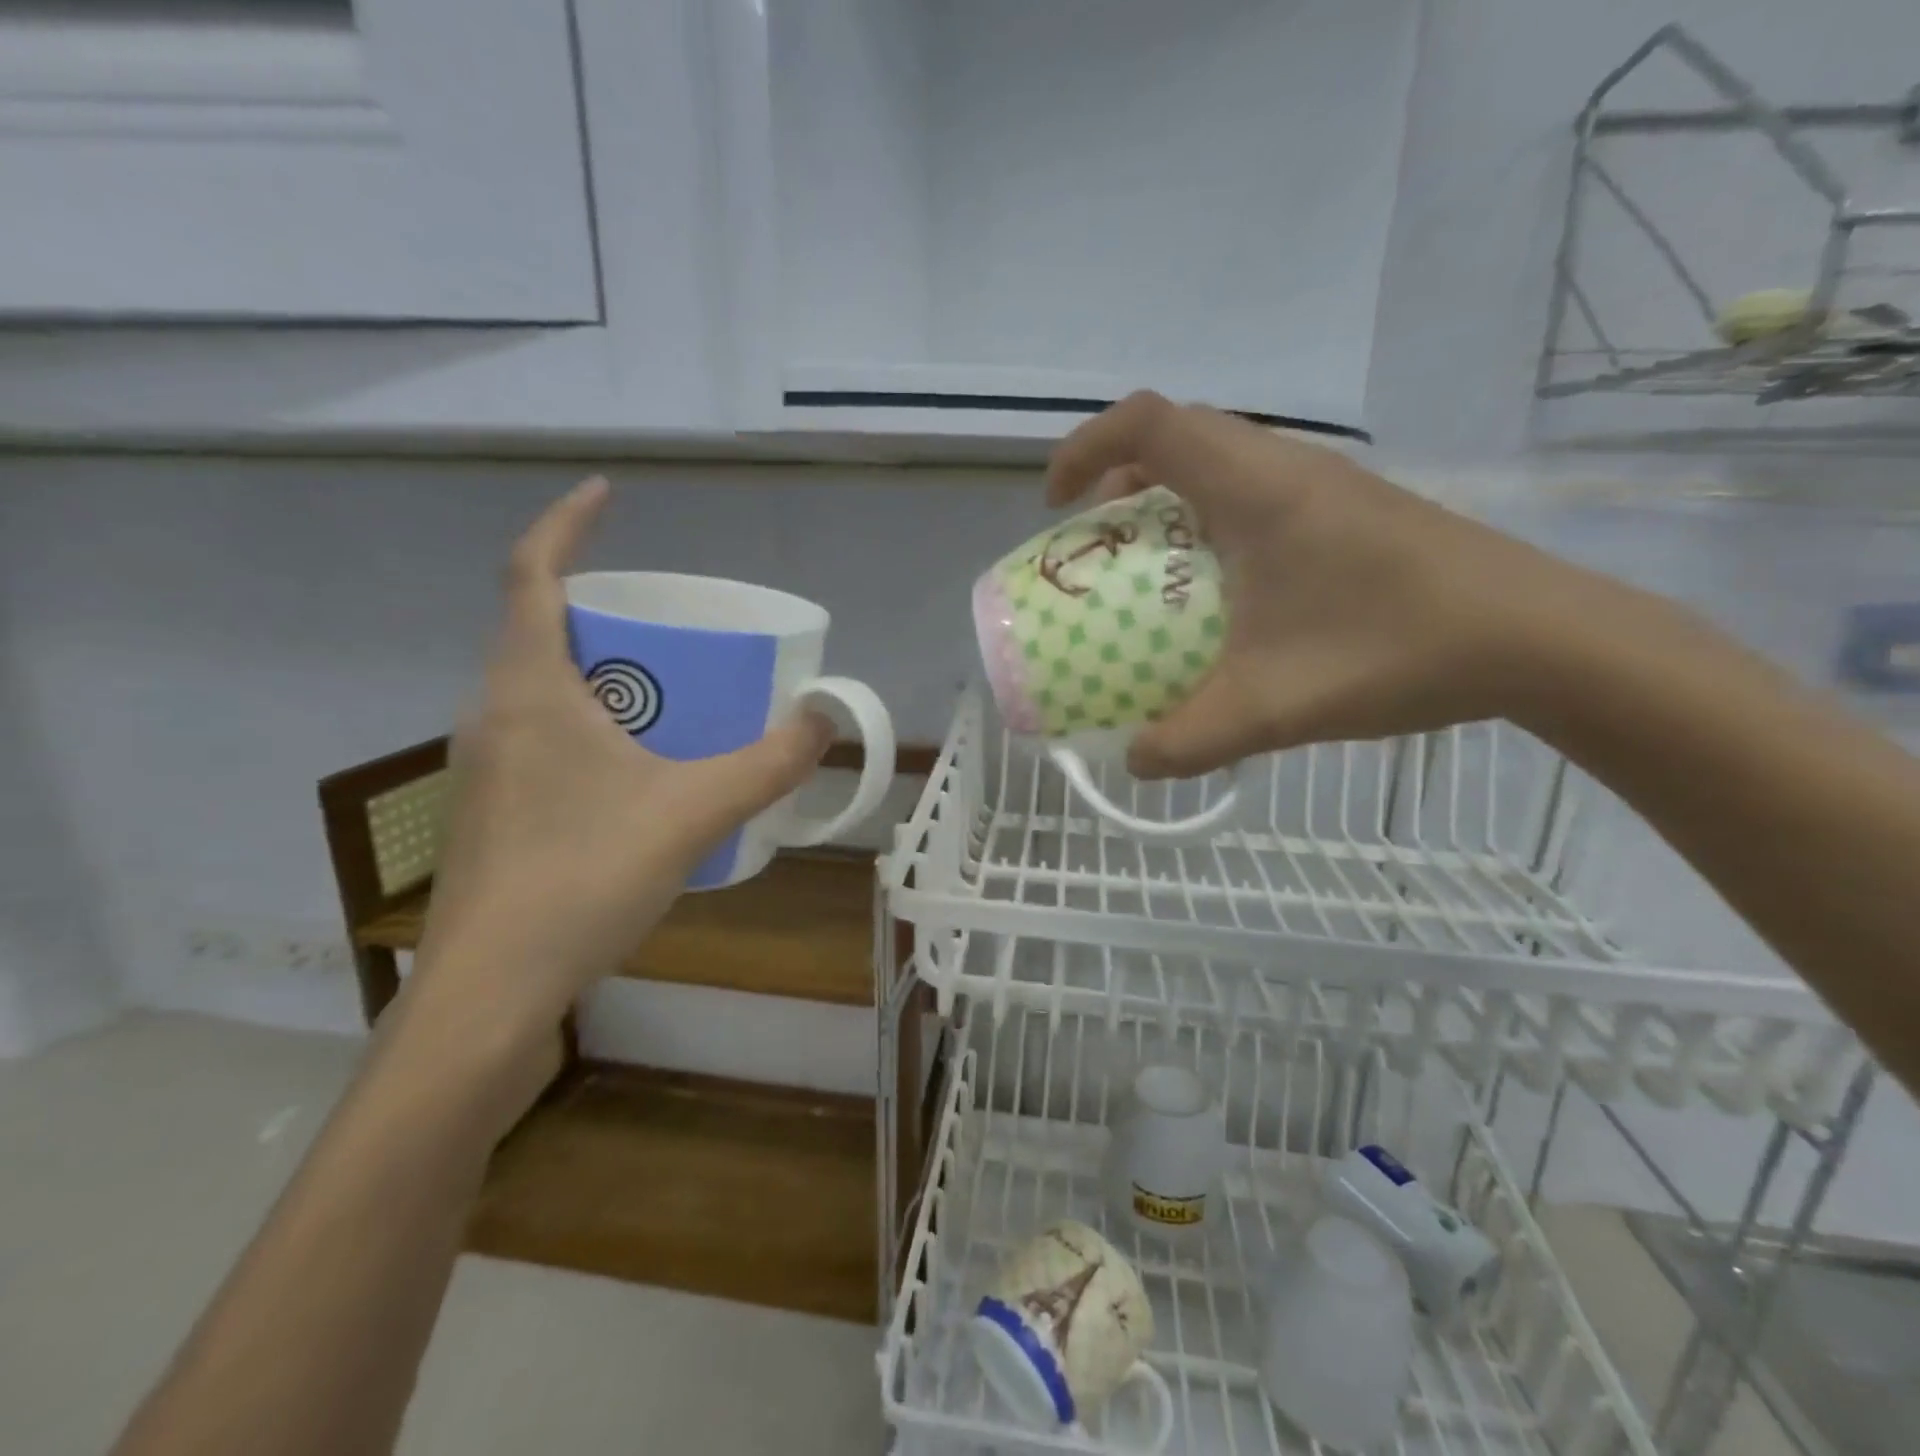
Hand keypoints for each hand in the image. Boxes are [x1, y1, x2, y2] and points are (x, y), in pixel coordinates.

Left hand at [400, 478, 832, 1051]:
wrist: (491, 991)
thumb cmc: (582, 879)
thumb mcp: (693, 812)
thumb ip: (767, 763)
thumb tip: (825, 720)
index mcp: (530, 690)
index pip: (532, 574)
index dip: (567, 524)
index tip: (608, 494)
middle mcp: (495, 714)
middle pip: (540, 628)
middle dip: (603, 607)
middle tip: (673, 621)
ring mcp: (488, 765)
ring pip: (542, 687)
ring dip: (600, 669)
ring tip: (669, 688)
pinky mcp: (497, 808)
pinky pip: (545, 734)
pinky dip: (593, 721)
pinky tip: (641, 768)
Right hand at [1047, 393, 1616, 777]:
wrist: (1540, 638)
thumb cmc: (1395, 651)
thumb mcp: (1271, 708)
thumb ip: (1189, 741)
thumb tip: (1133, 762)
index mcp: (1256, 489)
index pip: (1150, 422)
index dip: (1086, 449)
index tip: (1055, 506)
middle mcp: (1287, 468)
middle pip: (1179, 435)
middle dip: (1118, 478)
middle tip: (1097, 541)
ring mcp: (1325, 487)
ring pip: (1220, 461)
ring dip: (1167, 498)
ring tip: (1148, 565)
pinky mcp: (1349, 511)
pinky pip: (1255, 491)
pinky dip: (1210, 519)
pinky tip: (1222, 588)